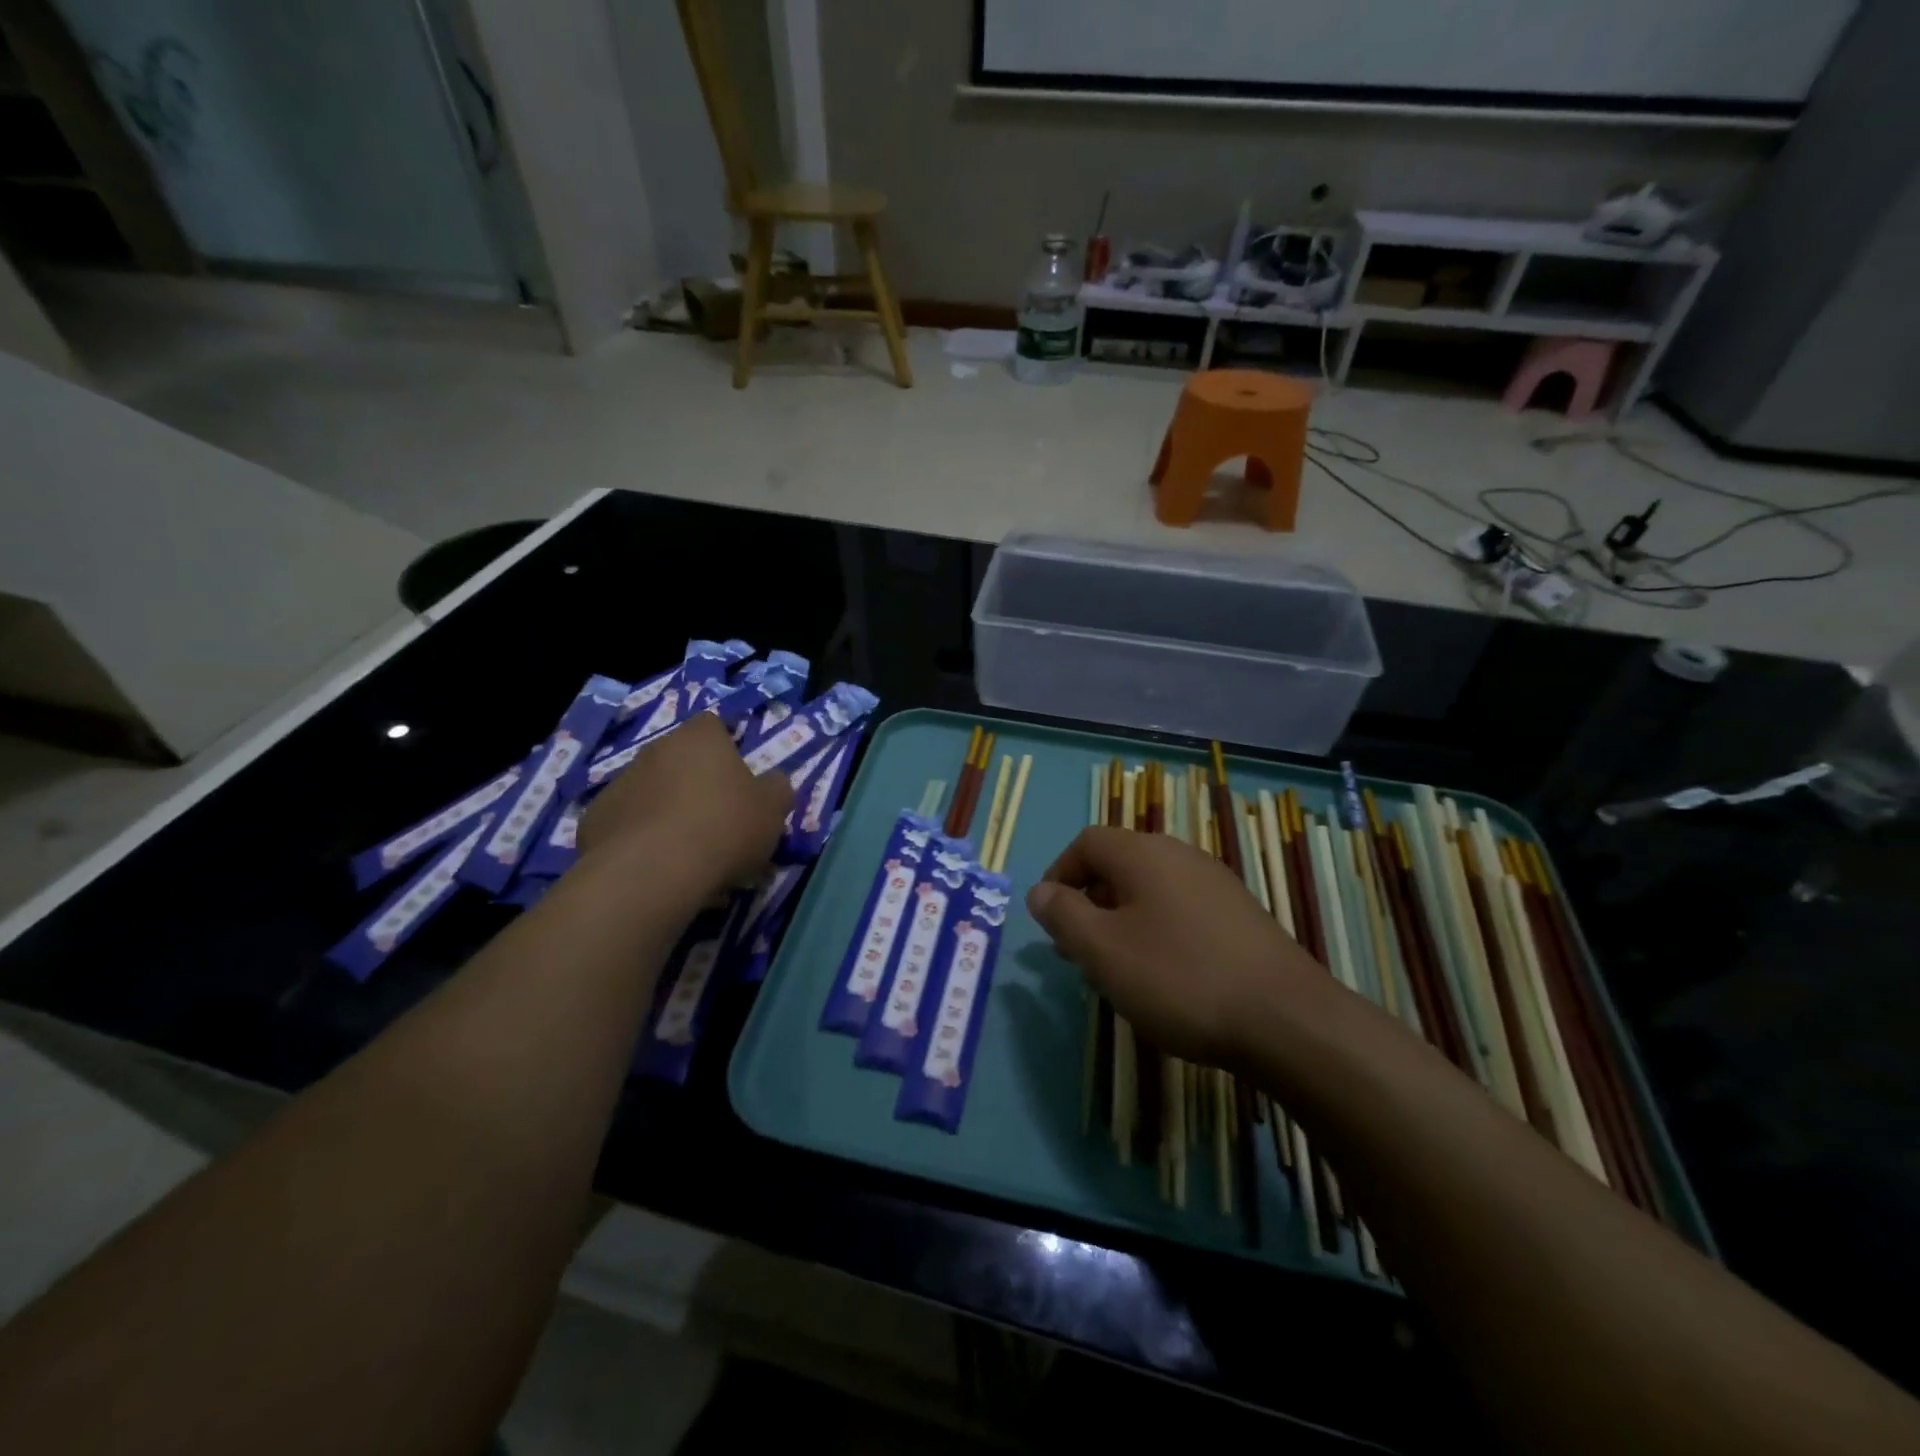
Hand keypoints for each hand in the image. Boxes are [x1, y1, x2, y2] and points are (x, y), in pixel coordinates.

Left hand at [578, 713, 791, 885]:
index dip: (727, 746)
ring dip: (667, 811)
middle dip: (695, 782)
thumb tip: (773, 782)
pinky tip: (656, 868)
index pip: (713, 725)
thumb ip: (777, 788)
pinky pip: (625, 824)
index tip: (739, 776)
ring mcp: (619, 784)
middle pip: (679, 759)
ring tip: (687, 852)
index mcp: (699, 739)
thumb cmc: (724, 827)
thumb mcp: (773, 809)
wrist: (652, 872)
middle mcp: (655, 750)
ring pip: (651, 792)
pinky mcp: (593, 821)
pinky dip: (639, 839)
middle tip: (717, 819)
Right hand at [1026, 827, 1330, 1068]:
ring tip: (1116, 970)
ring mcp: (1216, 884)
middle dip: (1089, 903)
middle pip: (1119, 865)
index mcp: (1144, 853)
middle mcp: (1180, 855)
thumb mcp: (1103, 950)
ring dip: (1121, 921)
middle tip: (1078, 951)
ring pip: (1150, 891)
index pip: (1087, 842)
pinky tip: (1164, 977)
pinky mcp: (1240, 916)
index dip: (1059, 874)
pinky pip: (1180, 910)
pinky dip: (1157, 932)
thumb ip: (1063, 916)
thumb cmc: (1179, 977)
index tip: (1051, 919)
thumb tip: (1039, 891)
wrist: (1287, 1019)